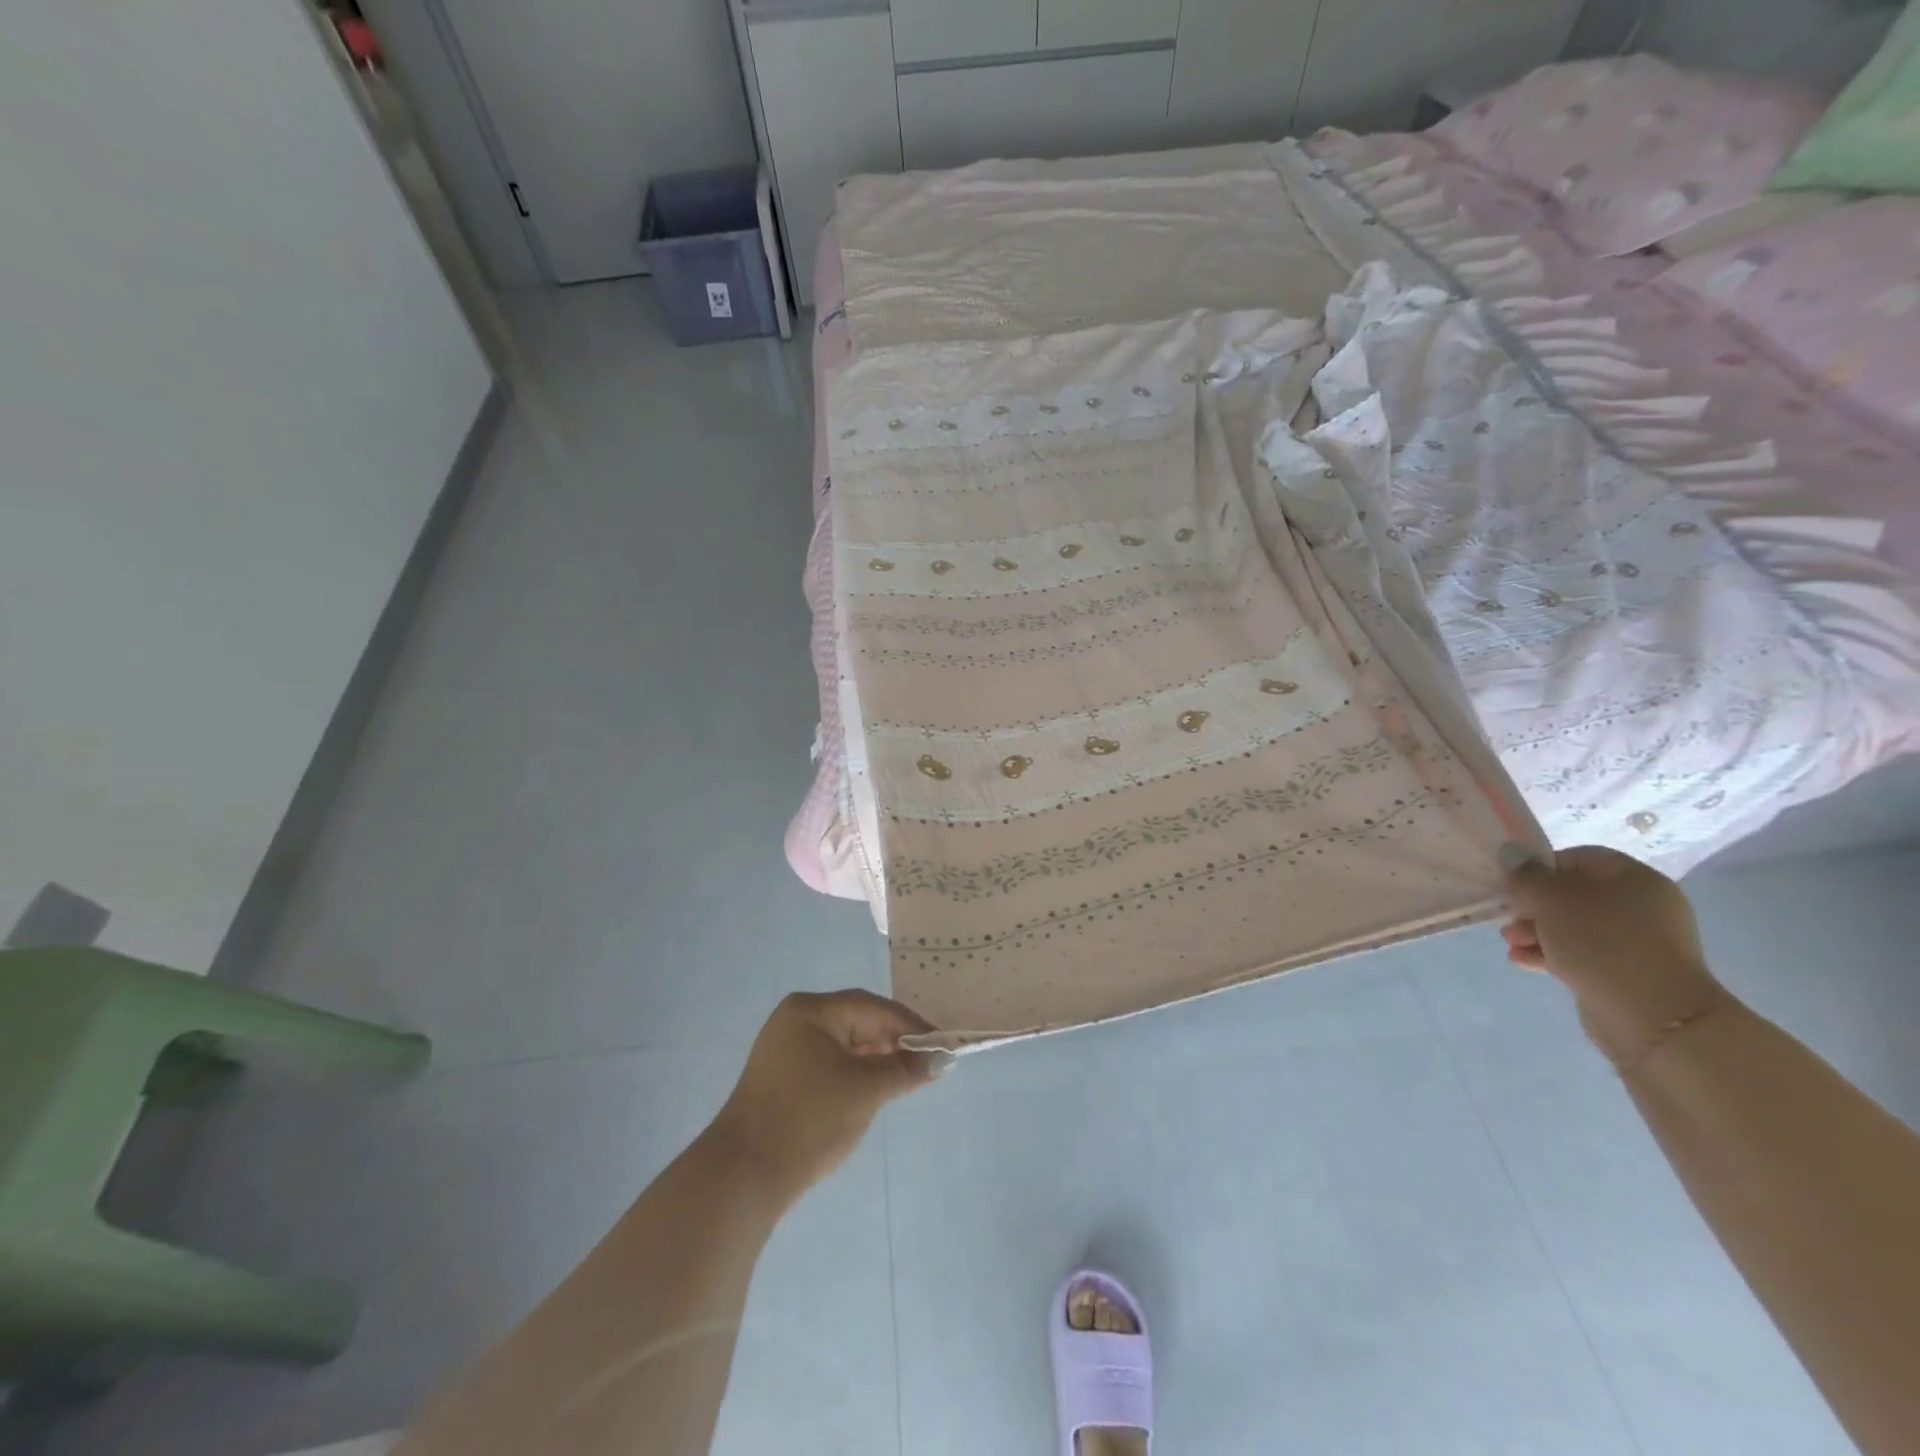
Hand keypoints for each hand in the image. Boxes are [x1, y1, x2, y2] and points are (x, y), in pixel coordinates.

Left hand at [710, 990, 946, 1207]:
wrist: (744, 1176)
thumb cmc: (809, 1119)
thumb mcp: (866, 1091)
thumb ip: (906, 1070)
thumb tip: (943, 1058)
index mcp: (811, 1010)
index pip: (873, 1007)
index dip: (911, 1025)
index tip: (942, 1045)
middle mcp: (796, 1020)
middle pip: (858, 1021)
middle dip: (894, 1042)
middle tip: (926, 1063)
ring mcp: (785, 1049)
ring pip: (844, 1044)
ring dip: (876, 1060)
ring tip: (905, 1079)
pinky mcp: (782, 1078)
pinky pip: (829, 1063)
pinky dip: (854, 1073)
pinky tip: (872, 1091)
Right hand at [1501, 845, 1724, 1067]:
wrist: (1652, 1016)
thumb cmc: (1601, 942)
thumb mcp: (1552, 899)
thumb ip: (1526, 875)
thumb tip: (1511, 854)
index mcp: (1634, 879)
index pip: (1577, 859)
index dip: (1539, 868)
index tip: (1513, 885)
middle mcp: (1641, 906)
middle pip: (1572, 895)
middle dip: (1533, 907)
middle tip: (1508, 920)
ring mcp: (1636, 942)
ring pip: (1573, 927)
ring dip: (1536, 932)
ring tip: (1510, 944)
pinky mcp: (1626, 972)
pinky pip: (1581, 953)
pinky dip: (1550, 954)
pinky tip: (1522, 961)